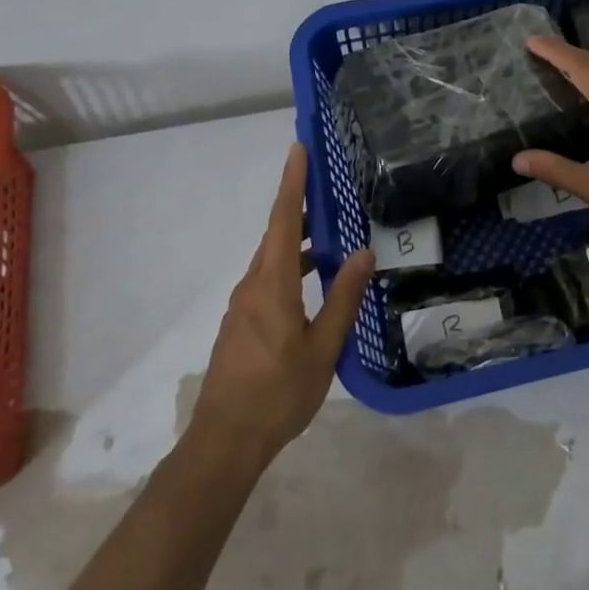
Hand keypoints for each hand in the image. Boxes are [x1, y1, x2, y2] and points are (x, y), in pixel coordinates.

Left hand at [191, 143, 374, 468]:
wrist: (225, 441)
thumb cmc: (279, 394)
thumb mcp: (323, 348)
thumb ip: (344, 298)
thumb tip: (363, 252)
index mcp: (271, 285)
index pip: (284, 220)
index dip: (292, 183)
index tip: (298, 148)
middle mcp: (252, 286)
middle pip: (276, 235)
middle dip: (301, 209)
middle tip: (331, 191)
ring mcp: (243, 306)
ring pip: (273, 260)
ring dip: (299, 243)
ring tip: (333, 240)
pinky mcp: (241, 324)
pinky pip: (268, 281)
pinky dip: (292, 268)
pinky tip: (315, 285)